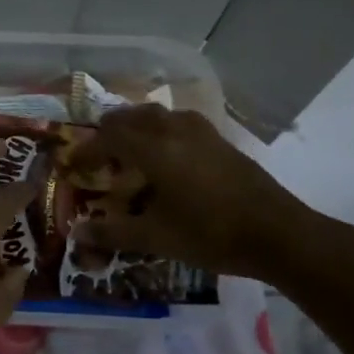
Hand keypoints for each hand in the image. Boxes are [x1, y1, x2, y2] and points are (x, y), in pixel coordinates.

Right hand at [66, 104, 320, 281]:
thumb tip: (76, 235)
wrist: (279, 234)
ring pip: (159, 115)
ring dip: (137, 127)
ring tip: (130, 152)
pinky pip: (180, 124)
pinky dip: (162, 132)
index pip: (109, 136)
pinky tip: (168, 159)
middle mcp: (175, 130)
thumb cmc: (210, 234)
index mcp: (154, 149)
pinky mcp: (222, 142)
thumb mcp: (155, 238)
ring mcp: (203, 133)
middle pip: (133, 116)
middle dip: (110, 132)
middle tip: (99, 155)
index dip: (88, 149)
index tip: (75, 166)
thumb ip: (112, 233)